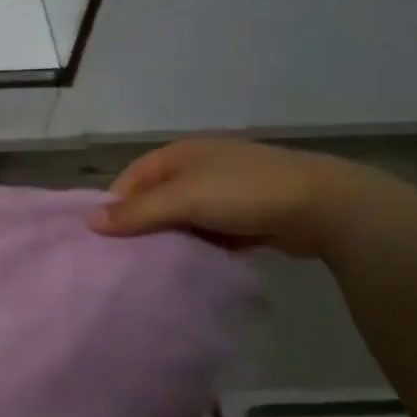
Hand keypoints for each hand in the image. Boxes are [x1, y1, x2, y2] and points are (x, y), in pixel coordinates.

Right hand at [87, 138, 380, 257]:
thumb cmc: (244, 193)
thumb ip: (136, 212)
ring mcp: (226, 188)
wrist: (325, 205)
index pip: (132, 177)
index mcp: (180, 153)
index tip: (108, 238)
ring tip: (159, 263)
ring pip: (184, 215)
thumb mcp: (183, 200)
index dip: (117, 205)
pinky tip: (194, 262)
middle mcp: (200, 165)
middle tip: (129, 256)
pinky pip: (210, 229)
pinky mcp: (248, 212)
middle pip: (156, 197)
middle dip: (144, 224)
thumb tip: (90, 221)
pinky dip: (201, 243)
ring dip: (173, 236)